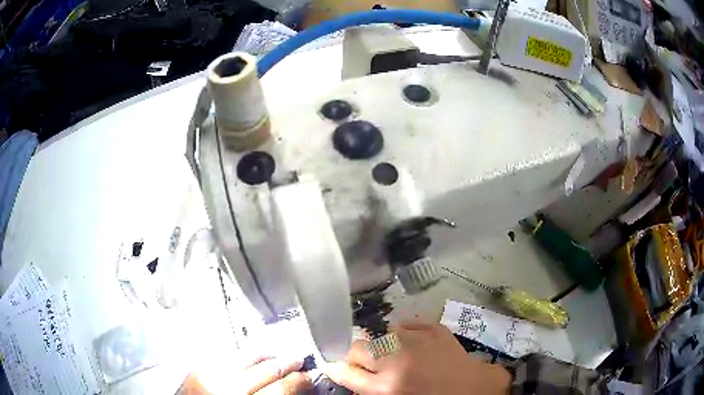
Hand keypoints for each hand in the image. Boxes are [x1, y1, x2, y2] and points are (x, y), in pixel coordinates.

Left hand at [181, 355, 310, 393]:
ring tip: (277, 357)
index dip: (300, 380)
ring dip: (265, 356)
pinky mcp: (196, 369)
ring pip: (246, 355)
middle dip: (287, 363)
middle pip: (266, 367)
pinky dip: (243, 358)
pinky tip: (250, 361)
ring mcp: (208, 374)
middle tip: (299, 360)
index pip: (283, 386)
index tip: (309, 376)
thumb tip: (295, 388)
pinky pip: (227, 357)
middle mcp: (225, 385)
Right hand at [325, 322, 510, 394]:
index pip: (345, 372)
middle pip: (358, 348)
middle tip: (364, 361)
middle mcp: (397, 362)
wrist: (475, 391)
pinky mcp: (436, 330)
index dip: (335, 366)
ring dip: (384, 343)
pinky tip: (414, 343)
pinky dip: (406, 333)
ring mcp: (419, 342)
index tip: (333, 363)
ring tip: (394, 353)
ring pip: (383, 333)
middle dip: (355, 354)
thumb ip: (371, 389)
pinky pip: (409, 325)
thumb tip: (352, 373)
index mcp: (386, 388)